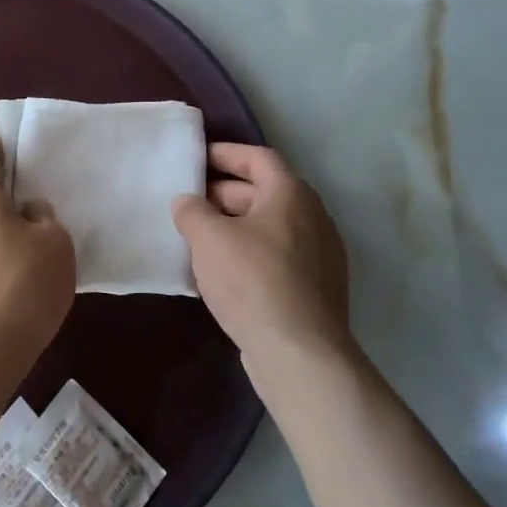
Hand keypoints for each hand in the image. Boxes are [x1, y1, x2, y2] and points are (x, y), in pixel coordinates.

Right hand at [172, 143, 350, 363]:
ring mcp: (320, 256)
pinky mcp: (316, 289)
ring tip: (198, 236)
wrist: (299, 353)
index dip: (226, 154)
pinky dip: (249, 253)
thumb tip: (187, 202)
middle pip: (264, 192)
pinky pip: (277, 257)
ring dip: (235, 226)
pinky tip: (221, 272)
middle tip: (189, 201)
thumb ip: (192, 211)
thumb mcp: (208, 237)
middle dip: (224, 193)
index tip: (197, 158)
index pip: (258, 158)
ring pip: (270, 227)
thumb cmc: (252, 280)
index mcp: (291, 194)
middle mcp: (313, 217)